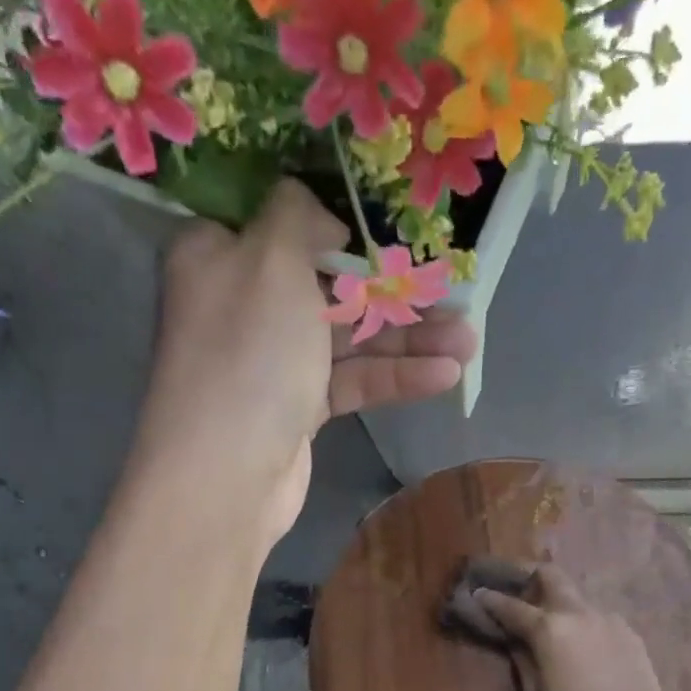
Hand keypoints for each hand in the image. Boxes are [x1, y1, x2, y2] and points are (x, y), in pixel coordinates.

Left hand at [138, 180, 477, 546]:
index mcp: (221, 254)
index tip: (393, 233)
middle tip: (454, 295)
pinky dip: (395, 377)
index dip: (342, 228)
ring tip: (469, 341)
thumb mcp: (272, 259)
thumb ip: (301, 217)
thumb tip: (325, 220)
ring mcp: (274, 361)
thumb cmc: (249, 352)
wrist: (229, 472)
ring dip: (409, 340)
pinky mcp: (299, 408)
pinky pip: (352, 381)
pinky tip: (445, 375)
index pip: (285, 225)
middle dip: (395, 292)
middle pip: (330, 286)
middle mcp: (245, 303)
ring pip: (349, 338)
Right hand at [475, 565, 675, 690]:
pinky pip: (598, 619)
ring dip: (560, 605)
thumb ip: (524, 662)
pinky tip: (585, 650)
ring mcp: (607, 618)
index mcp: (548, 629)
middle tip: (519, 593)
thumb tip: (516, 643)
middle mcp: (577, 612)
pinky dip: (584, 625)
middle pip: (551, 576)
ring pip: (577, 598)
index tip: (478, 594)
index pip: (511, 607)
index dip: (491, 599)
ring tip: (555, 630)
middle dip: (530, 577)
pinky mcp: (628, 631)